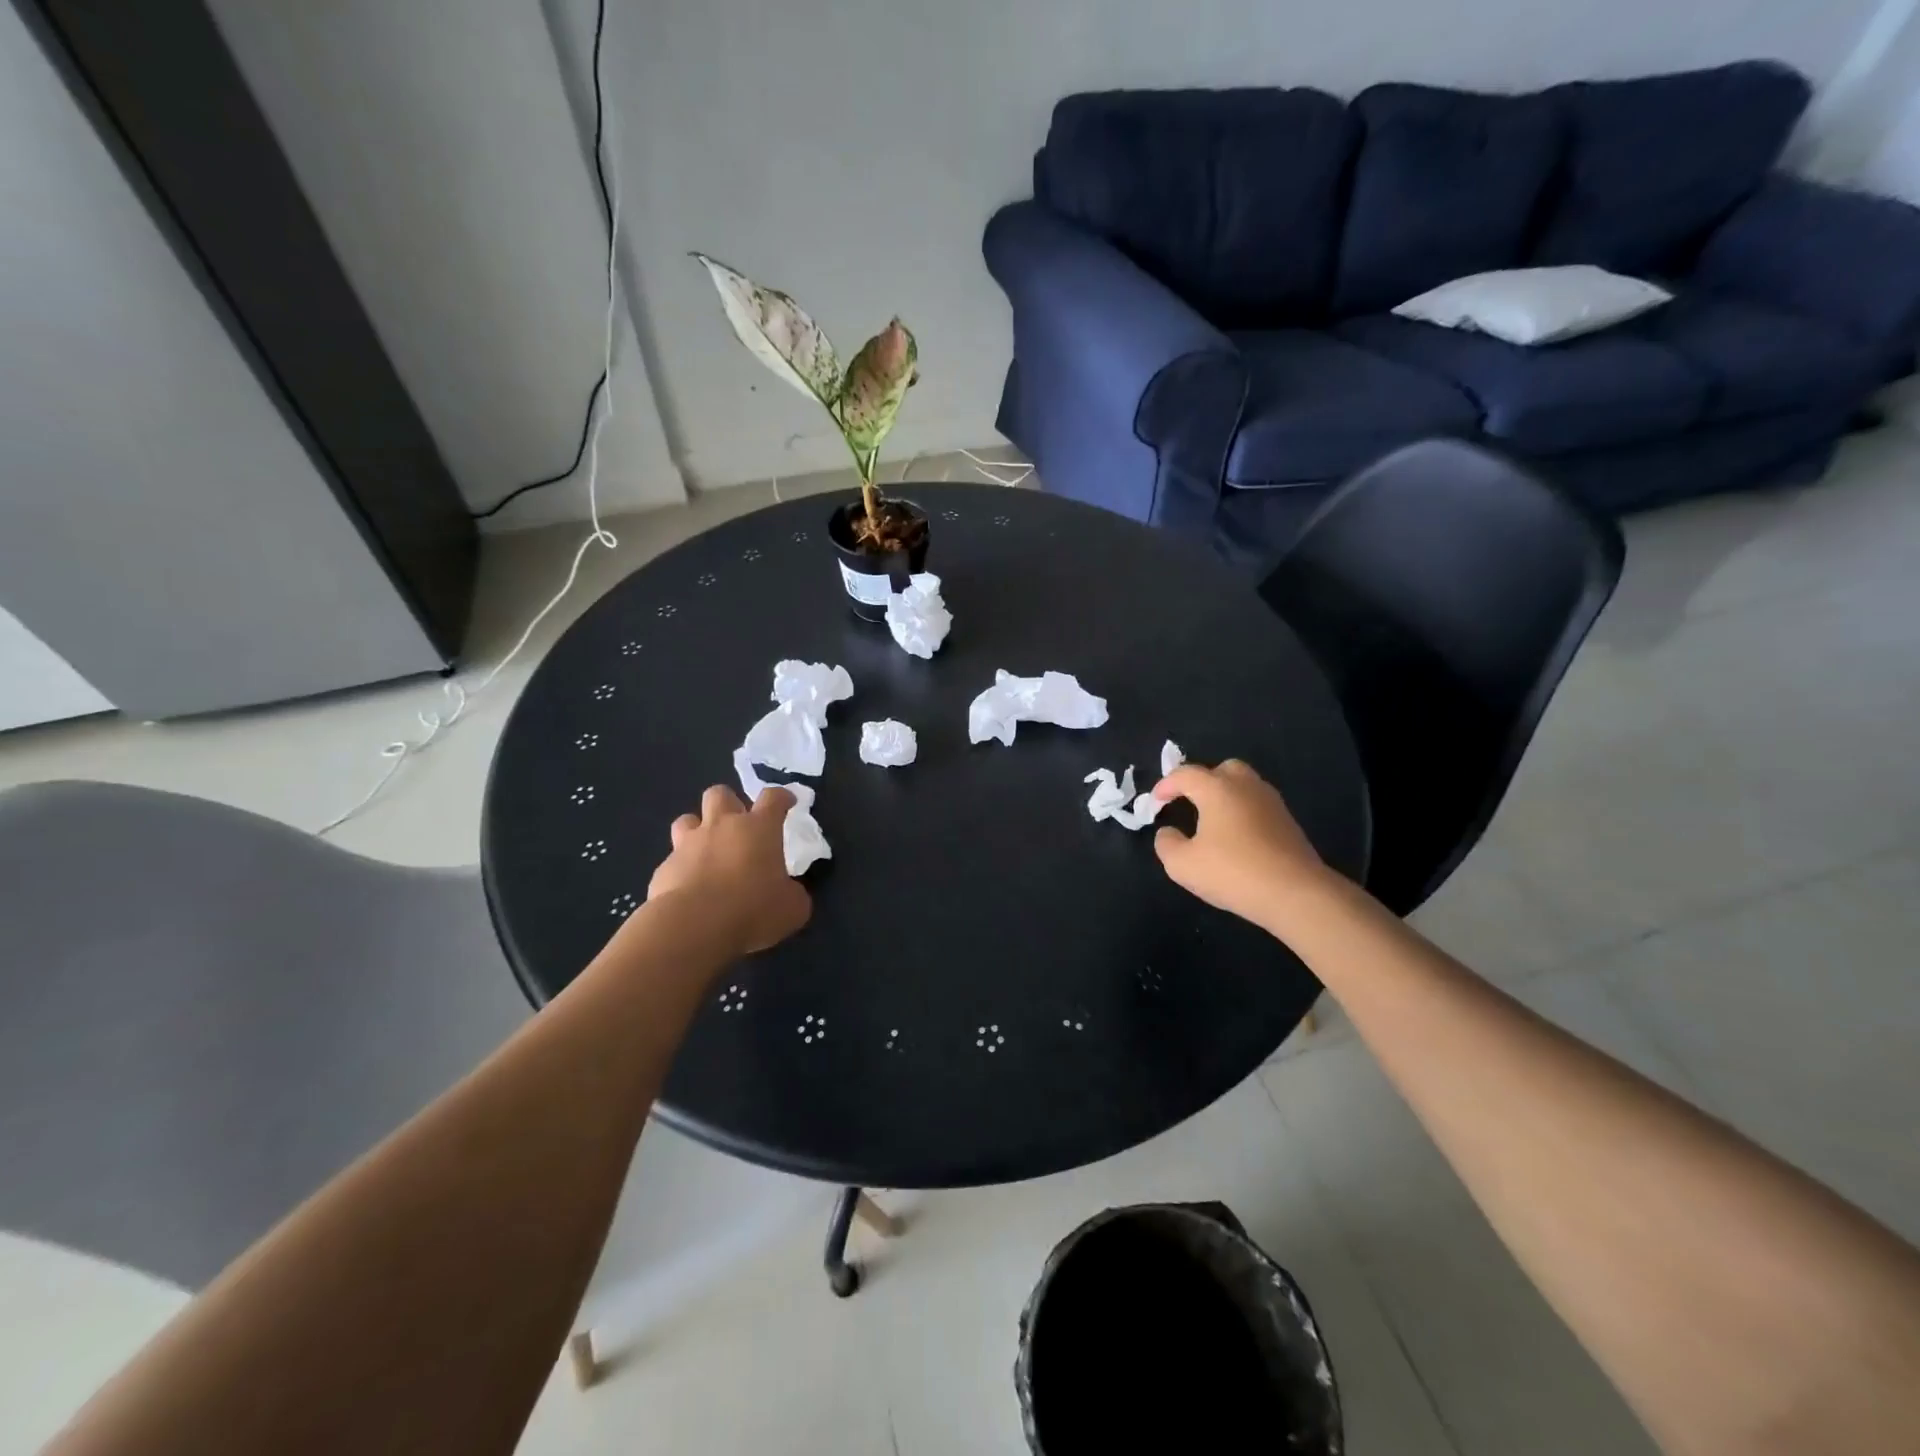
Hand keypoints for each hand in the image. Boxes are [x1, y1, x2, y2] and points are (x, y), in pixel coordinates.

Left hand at [647, 785, 810, 954]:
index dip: (781, 797)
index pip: (773, 798)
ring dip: (697, 830)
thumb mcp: (792, 908)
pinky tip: (688, 890)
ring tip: (706, 851)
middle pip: (720, 794)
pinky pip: (672, 860)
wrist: (693, 927)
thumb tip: (788, 892)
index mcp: (759, 829)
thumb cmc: (752, 909)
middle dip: (729, 803)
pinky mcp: (664, 869)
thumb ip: (792, 893)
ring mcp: (688, 845)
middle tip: (738, 825)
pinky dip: (682, 870)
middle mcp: (722, 827)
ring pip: (686, 820)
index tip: (787, 802)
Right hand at [1151, 760, 1333, 932]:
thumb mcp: (1183, 865)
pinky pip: (1258, 806)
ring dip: (1226, 796)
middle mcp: (1246, 787)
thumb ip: (1166, 844)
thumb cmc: (1233, 872)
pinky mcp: (1289, 823)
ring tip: (1213, 820)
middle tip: (1190, 802)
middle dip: (1203, 781)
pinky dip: (1243, 813)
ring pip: (1245, 786)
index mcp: (1217, 789)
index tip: (1156, 802)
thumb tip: (1168, 832)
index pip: (1186, 775)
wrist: (1296, 893)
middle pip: (1223, 769)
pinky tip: (1237, 837)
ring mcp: (1272, 803)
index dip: (1166, 785)